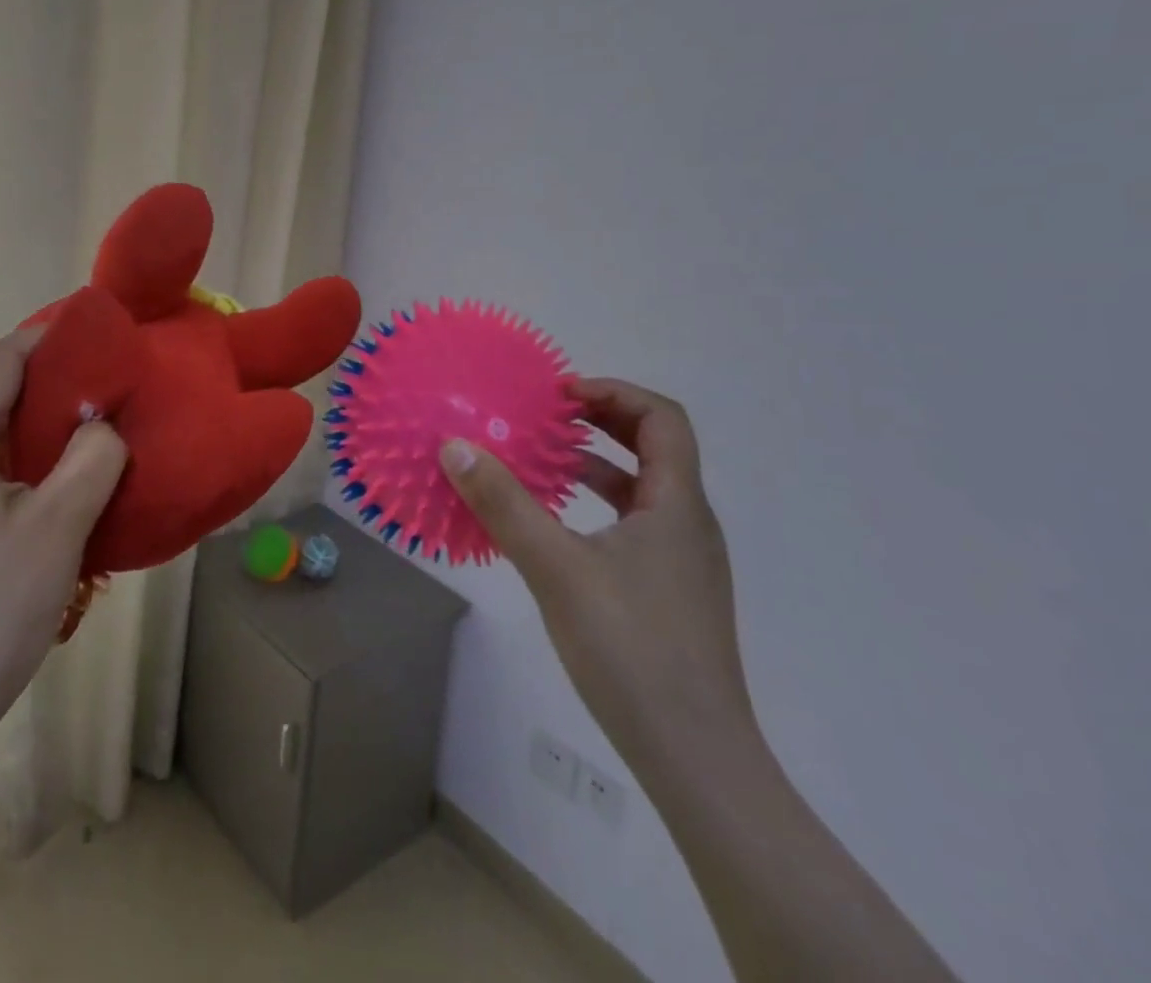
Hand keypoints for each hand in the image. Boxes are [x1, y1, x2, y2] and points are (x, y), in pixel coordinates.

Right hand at [440, 377, 753, 769]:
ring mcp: (681, 562)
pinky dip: (597, 504)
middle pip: (655, 446)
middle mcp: (688, 523)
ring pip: (643, 488)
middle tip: (547, 415)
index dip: (613, 392)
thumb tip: (456, 446)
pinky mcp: (668, 592)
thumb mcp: (555, 568)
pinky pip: (634, 524)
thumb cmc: (630, 649)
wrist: (694, 757)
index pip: (663, 418)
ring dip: (596, 463)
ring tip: (543, 460)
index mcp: (677, 505)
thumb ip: (504, 504)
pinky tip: (556, 525)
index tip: (559, 394)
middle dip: (601, 420)